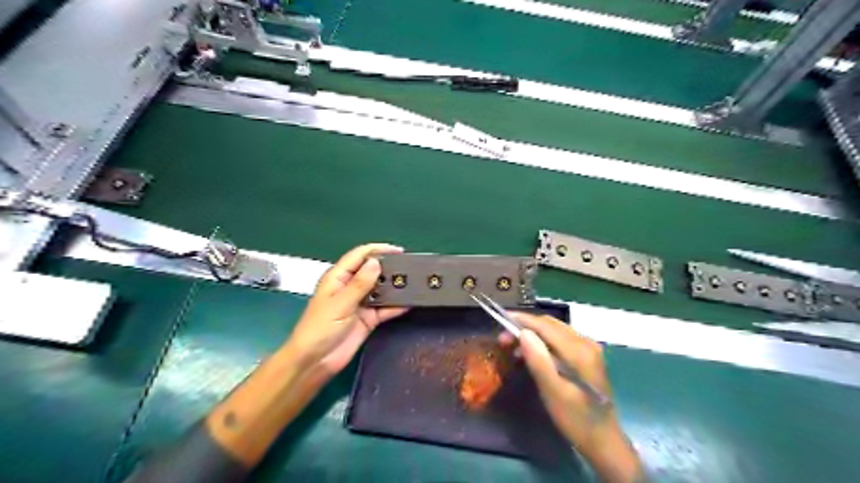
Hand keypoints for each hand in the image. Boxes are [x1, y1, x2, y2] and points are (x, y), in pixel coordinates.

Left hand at [285, 244, 408, 381]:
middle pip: (373, 271)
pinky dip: (396, 306)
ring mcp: (361, 303)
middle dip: (389, 268)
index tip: (398, 251)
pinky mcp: (368, 319)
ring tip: (414, 283)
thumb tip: (376, 262)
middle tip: (410, 267)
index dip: (378, 250)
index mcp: (338, 277)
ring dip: (394, 287)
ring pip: (381, 289)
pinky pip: (385, 309)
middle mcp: (351, 287)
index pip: (359, 256)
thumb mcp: (340, 303)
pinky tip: (409, 302)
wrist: (315, 361)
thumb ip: (359, 283)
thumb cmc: (320, 328)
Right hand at [501, 312, 640, 481]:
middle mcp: (586, 342)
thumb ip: (539, 361)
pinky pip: (560, 339)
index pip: (545, 325)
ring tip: (512, 345)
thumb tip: (524, 333)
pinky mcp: (587, 356)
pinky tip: (531, 352)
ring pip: (555, 330)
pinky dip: (543, 341)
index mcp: (579, 351)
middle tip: (503, 338)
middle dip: (525, 326)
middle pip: (550, 324)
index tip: (501, 319)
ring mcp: (589, 348)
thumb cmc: (575, 419)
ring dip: (533, 333)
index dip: (522, 320)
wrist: (603, 440)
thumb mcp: (553, 392)